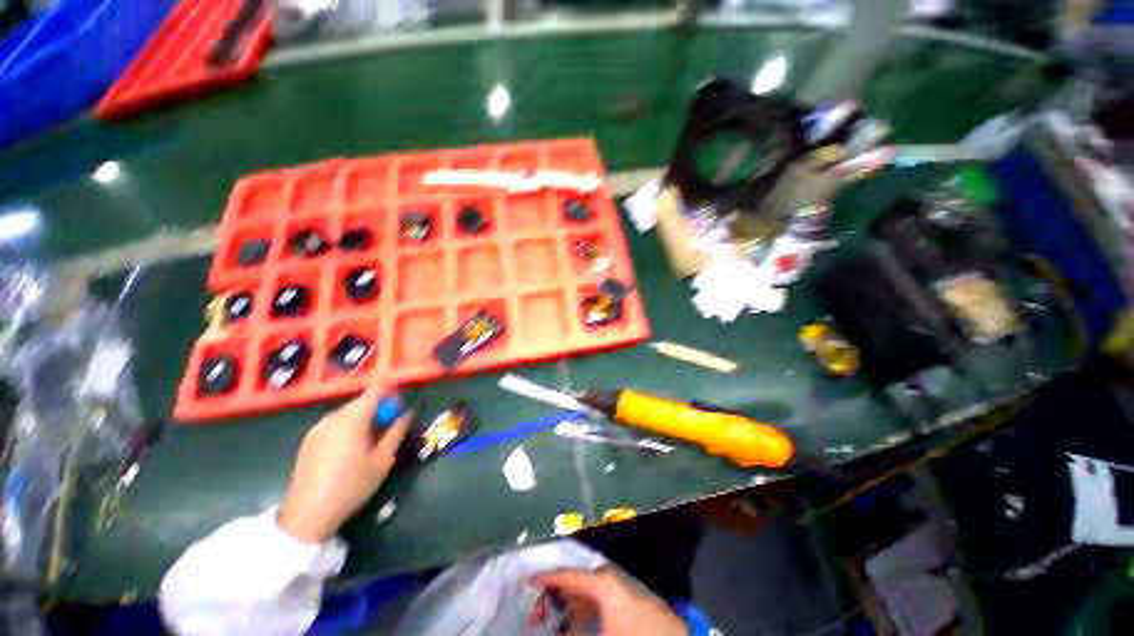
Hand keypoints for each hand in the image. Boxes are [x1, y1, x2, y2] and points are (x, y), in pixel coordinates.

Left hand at [277, 389, 409, 542]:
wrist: (308, 515)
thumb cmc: (351, 485)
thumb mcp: (383, 460)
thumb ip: (396, 432)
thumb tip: (406, 414)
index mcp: (352, 418)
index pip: (375, 390)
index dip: (391, 392)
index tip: (400, 405)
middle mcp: (333, 417)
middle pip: (361, 402)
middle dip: (378, 409)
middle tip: (389, 427)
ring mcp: (317, 429)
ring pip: (348, 414)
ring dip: (363, 419)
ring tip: (369, 441)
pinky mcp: (308, 441)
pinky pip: (335, 425)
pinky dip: (347, 428)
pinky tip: (349, 451)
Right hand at [533, 568, 686, 635]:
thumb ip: (570, 630)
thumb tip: (547, 628)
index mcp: (604, 584)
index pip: (569, 575)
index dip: (547, 577)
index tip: (530, 579)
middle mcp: (616, 580)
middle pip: (582, 581)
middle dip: (563, 593)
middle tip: (545, 604)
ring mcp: (631, 590)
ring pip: (596, 591)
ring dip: (579, 603)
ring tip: (564, 618)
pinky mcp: (641, 604)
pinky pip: (609, 600)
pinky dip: (595, 609)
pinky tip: (590, 622)